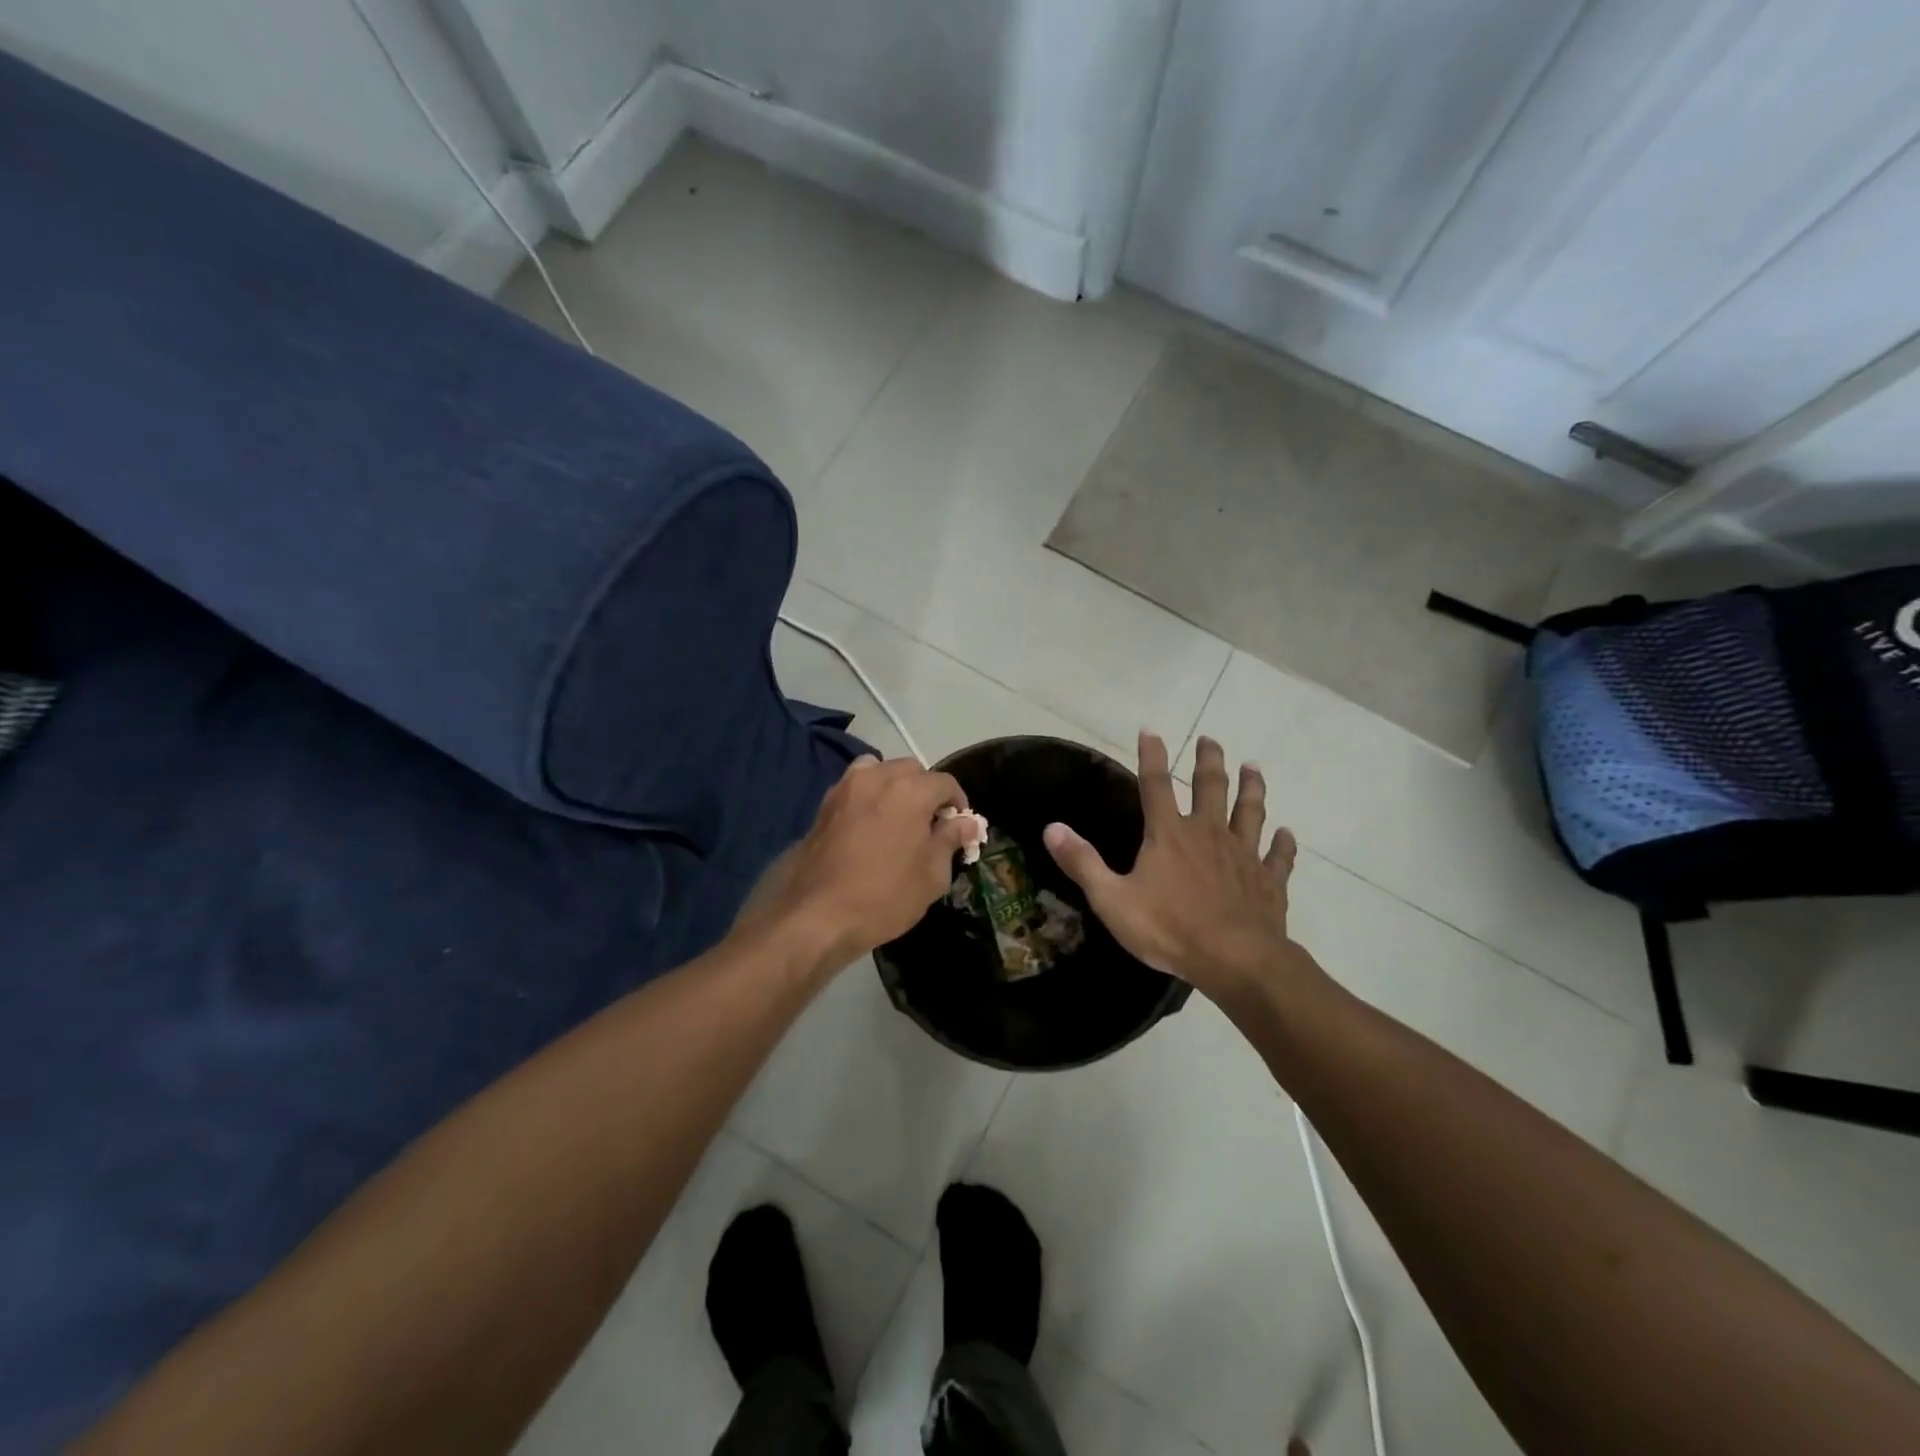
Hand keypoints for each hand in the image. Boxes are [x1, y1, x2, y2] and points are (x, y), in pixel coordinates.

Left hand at [761, 755, 977, 972]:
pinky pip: (855, 786)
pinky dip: (869, 795)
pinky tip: (870, 825)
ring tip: (898, 818)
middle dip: (926, 791)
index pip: (945, 783)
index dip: (958, 803)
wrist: (816, 915)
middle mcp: (878, 777)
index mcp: (910, 790)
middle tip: (930, 825)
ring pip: (880, 770)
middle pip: (912, 770)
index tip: (959, 827)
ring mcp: (846, 787)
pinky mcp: (825, 804)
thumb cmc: (884, 896)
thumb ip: (950, 841)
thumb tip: (965, 823)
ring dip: (894, 786)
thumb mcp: (931, 876)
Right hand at [1043, 733, 1308, 1001]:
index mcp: (1169, 835)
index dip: (1151, 756)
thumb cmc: (1169, 929)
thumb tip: (1052, 827)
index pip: (1155, 784)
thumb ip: (1082, 862)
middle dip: (1209, 761)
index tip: (1151, 730)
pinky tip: (1288, 834)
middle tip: (1211, 739)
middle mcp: (1208, 834)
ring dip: (1251, 788)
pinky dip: (1284, 844)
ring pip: (1250, 812)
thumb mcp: (1112, 899)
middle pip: (1211, 787)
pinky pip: (1278, 857)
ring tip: (1253, 768)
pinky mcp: (1269, 881)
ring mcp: (1243, 855)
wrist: (1235, 960)